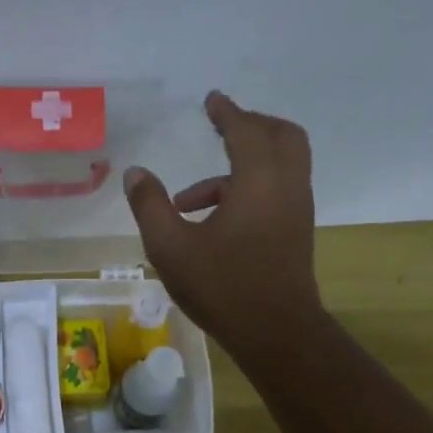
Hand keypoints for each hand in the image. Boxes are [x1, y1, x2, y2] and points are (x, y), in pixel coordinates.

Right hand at [123, 91, 325, 355]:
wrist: (276, 332)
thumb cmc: (222, 286)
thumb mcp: (171, 247)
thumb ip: (150, 206)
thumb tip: (135, 173)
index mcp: (258, 180)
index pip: (245, 130)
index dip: (227, 112)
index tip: (212, 100)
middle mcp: (286, 186)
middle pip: (281, 135)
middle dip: (250, 126)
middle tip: (221, 128)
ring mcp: (297, 210)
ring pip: (281, 165)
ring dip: (242, 166)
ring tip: (191, 198)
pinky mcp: (297, 232)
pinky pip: (278, 190)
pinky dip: (250, 188)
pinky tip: (212, 224)